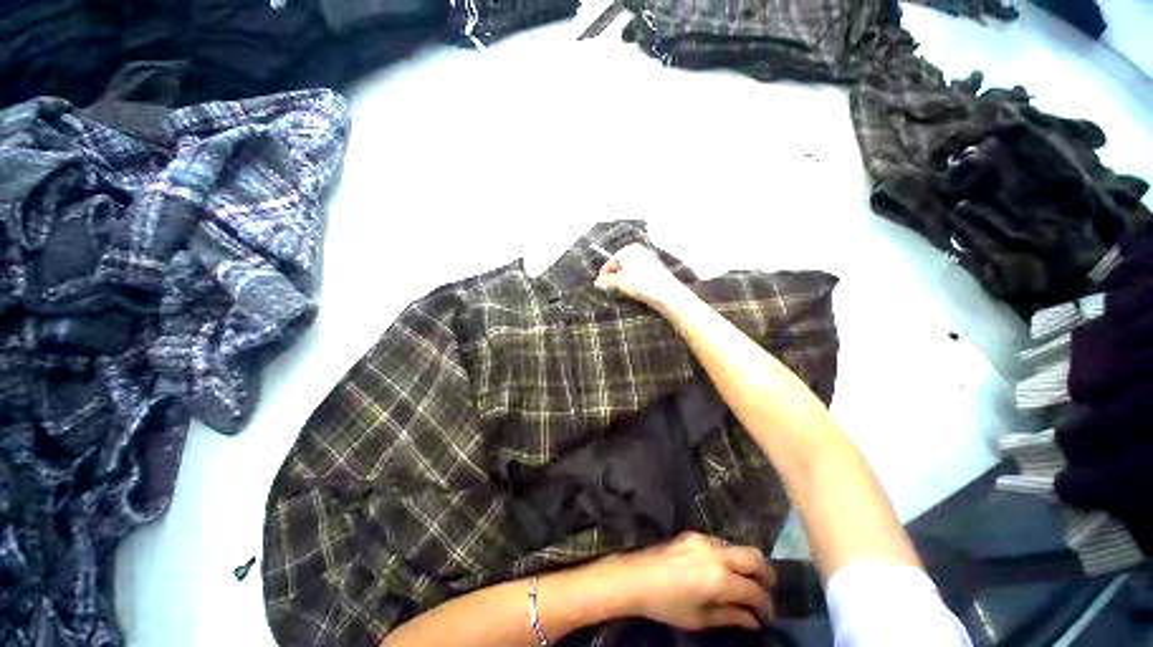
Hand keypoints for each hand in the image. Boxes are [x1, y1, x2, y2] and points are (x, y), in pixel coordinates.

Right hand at [595, 243, 690, 310]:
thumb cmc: (641, 284)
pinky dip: (634, 279)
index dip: (604, 273)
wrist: (666, 293)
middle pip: (621, 264)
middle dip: (614, 275)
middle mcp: (639, 250)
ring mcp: (649, 258)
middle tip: (610, 288)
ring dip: (624, 279)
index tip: (600, 284)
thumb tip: (598, 282)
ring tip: (621, 290)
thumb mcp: (620, 282)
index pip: (611, 261)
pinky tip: (634, 289)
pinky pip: (639, 272)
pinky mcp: (656, 268)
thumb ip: (607, 281)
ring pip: (630, 269)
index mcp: (629, 249)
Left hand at [606, 532, 775, 630]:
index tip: (766, 616)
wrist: (637, 576)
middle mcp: (715, 553)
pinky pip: (720, 543)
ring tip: (744, 583)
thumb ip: (730, 617)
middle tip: (766, 592)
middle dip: (766, 575)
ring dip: (746, 564)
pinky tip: (722, 571)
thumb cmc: (667, 604)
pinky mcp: (693, 534)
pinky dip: (729, 556)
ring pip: (737, 547)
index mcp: (718, 577)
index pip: (754, 591)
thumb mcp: (700, 619)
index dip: (765, 606)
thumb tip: (753, 621)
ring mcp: (703, 539)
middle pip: (754, 556)